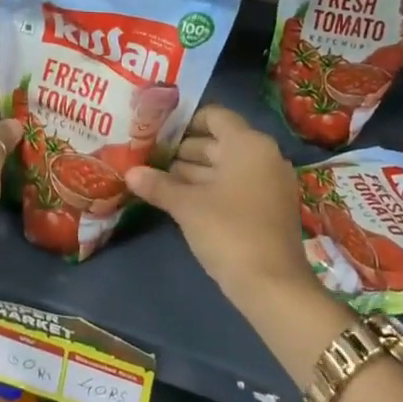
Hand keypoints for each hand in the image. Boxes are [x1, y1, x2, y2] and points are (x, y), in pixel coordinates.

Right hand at [125, 106, 311, 305]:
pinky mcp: (268, 208)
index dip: (184, 121)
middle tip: (147, 157)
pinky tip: (180, 200)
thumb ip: (158, 185)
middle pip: (218, 142)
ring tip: (156, 179)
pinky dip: (209, 189)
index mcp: (248, 144)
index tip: (155, 131)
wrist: (272, 285)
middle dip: (182, 150)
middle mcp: (263, 156)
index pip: (215, 116)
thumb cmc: (228, 231)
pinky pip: (234, 186)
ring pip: (224, 167)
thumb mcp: (187, 206)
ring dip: (192, 172)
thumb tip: (130, 173)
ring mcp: (268, 183)